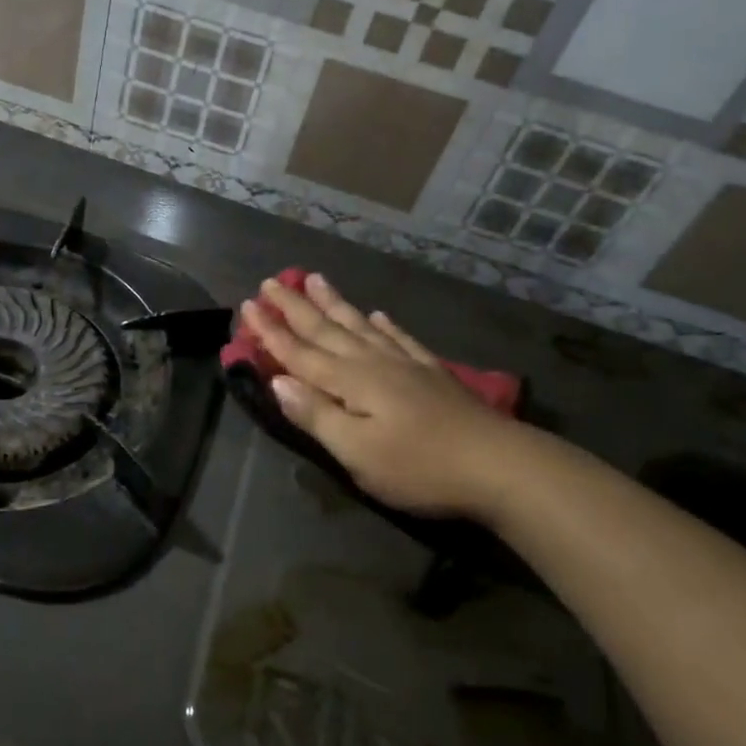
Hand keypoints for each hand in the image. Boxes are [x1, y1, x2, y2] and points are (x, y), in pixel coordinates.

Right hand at [242, 273, 547, 518]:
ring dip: (335, 303)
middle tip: (271, 280)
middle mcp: (372, 363)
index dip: (271, 332)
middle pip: (326, 330)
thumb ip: (317, 415)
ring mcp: (405, 364)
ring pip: (360, 325)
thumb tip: (278, 380)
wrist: (497, 465)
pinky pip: (400, 339)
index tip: (247, 305)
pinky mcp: (431, 374)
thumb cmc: (419, 467)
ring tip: (315, 278)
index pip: (299, 352)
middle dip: (295, 307)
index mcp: (350, 382)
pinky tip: (380, 315)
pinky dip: (386, 326)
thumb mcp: (358, 452)